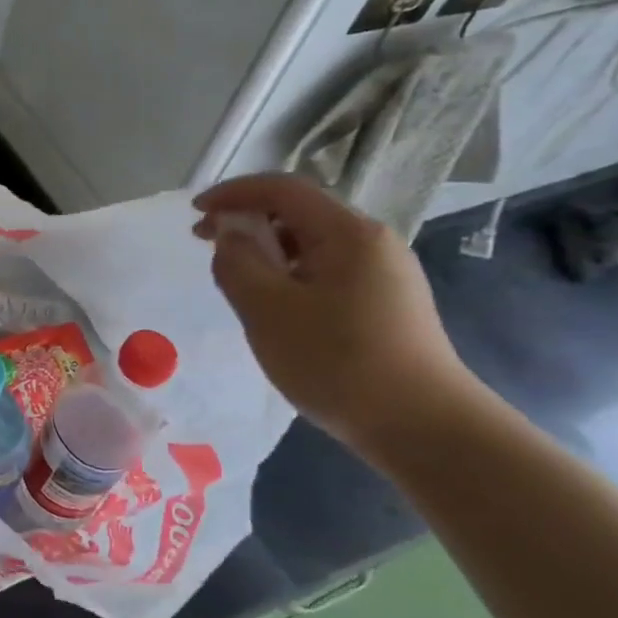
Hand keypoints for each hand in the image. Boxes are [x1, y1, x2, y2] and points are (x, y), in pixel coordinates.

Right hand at [193, 174, 482, 449]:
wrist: (423, 427)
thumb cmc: (337, 362)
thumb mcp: (268, 310)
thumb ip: (237, 262)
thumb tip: (229, 233)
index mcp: (348, 233)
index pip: (282, 190)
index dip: (233, 193)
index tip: (194, 213)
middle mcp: (372, 242)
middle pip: (299, 213)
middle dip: (247, 221)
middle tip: (205, 244)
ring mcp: (384, 273)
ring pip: (312, 244)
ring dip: (267, 250)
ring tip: (234, 277)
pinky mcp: (386, 302)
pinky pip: (326, 270)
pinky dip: (289, 273)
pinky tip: (274, 303)